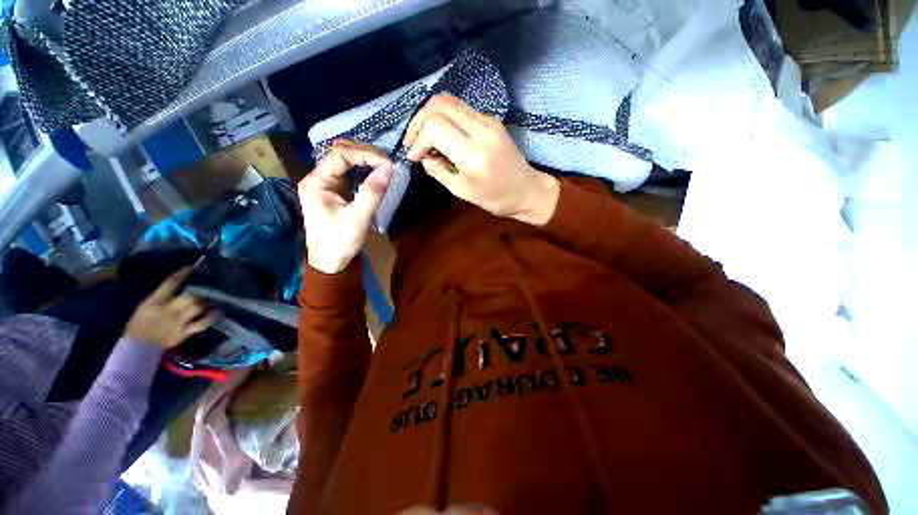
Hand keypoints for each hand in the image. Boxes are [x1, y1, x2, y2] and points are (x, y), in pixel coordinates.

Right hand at [125, 268, 214, 348]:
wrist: (137, 348)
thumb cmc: (139, 325)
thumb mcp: (145, 307)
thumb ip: (161, 297)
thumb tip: (178, 285)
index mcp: (153, 302)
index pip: (169, 284)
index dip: (182, 275)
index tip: (191, 268)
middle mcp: (167, 311)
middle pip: (189, 297)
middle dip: (199, 293)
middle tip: (206, 290)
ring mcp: (177, 323)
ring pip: (197, 308)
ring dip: (206, 303)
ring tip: (211, 301)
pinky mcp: (184, 333)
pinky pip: (202, 324)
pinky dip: (211, 317)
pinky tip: (217, 313)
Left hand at [298, 140, 392, 273]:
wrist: (329, 262)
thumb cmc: (340, 242)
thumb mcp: (358, 218)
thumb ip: (372, 192)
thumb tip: (389, 168)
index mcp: (316, 182)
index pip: (339, 154)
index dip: (365, 154)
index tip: (387, 163)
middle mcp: (318, 178)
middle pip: (340, 153)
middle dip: (365, 153)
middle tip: (387, 163)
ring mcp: (326, 184)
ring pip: (345, 161)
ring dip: (365, 160)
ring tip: (385, 166)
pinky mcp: (335, 191)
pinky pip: (350, 173)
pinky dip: (364, 170)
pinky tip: (377, 173)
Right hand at [403, 93, 559, 226]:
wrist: (527, 190)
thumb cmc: (495, 198)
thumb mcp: (462, 191)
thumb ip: (438, 171)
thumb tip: (422, 156)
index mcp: (473, 154)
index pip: (435, 127)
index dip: (418, 139)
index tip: (414, 156)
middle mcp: (481, 130)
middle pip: (439, 104)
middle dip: (418, 120)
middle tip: (413, 141)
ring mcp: (489, 120)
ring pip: (449, 101)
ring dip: (430, 115)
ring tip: (423, 137)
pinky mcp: (492, 119)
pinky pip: (461, 109)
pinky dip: (444, 117)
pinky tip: (441, 135)